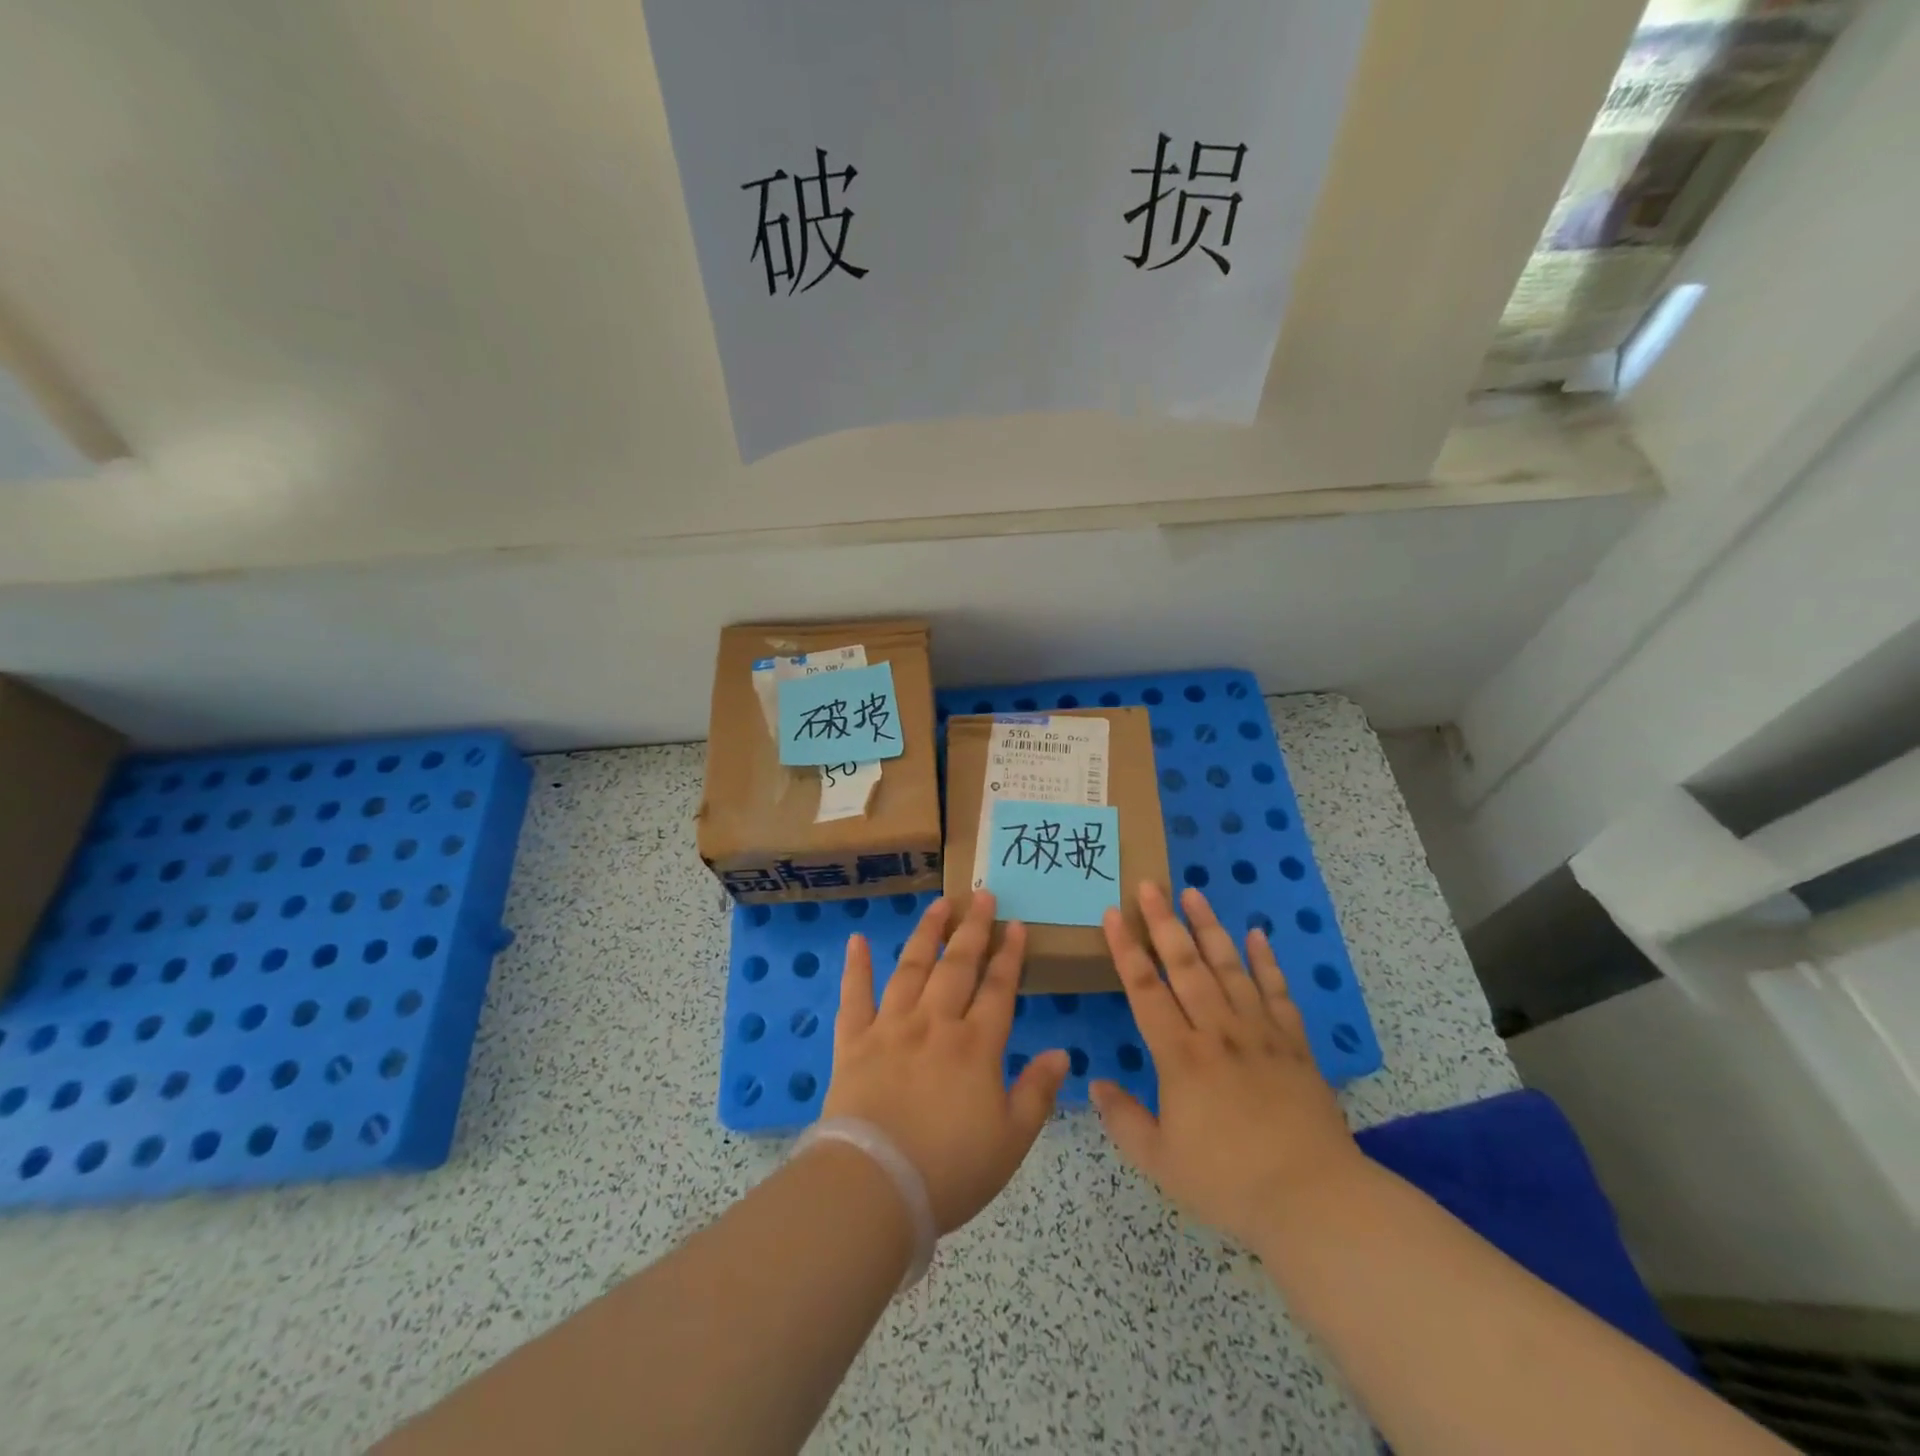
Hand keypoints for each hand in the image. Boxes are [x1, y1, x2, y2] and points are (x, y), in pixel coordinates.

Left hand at [822, 891, 1068, 1233]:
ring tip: (939, 904)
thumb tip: (1062, 1052)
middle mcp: (935, 1023)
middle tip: (982, 895)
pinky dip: (856, 967)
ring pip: (912, 968)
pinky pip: (855, 996)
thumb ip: (1037, 1092)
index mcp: (975, 1045)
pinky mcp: (854, 1041)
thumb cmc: (950, 1170)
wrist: (875, 1185)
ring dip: (927, 933)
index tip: (1016, 925)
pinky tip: (858, 940)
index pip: (998, 988)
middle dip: (973, 928)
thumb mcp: (1011, 1140)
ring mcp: (891, 1027)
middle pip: (958, 966)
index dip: (1010, 955)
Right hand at [1091, 883, 1365, 1247]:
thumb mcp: (1160, 1162)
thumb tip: (1096, 1081)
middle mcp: (1217, 1031)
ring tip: (1193, 893)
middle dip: (1164, 922)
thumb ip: (1123, 1119)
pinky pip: (1277, 993)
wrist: (1314, 1199)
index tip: (1113, 913)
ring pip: (1229, 967)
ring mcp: (1259, 1033)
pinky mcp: (1294, 1045)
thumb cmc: (1229, 1182)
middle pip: (1185, 965)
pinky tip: (1258, 935)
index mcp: (1180, 1056)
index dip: (1126, 949)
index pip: (1145, 990)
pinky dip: (1267, 962)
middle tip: (1149, 884)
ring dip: (1209, 928)